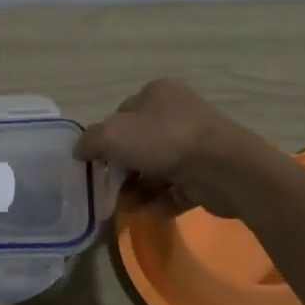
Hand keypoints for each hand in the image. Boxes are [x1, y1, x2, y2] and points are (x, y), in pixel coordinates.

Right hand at [74, 79, 271, 217]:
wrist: (224, 168)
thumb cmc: (164, 140)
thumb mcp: (112, 135)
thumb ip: (90, 141)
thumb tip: (80, 151)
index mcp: (158, 93)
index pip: (122, 115)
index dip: (106, 139)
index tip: (97, 163)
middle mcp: (178, 113)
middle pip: (138, 144)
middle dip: (122, 169)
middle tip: (109, 189)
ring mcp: (196, 144)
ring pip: (156, 168)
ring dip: (138, 189)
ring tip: (127, 207)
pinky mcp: (207, 174)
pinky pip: (176, 189)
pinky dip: (160, 201)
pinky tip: (149, 212)